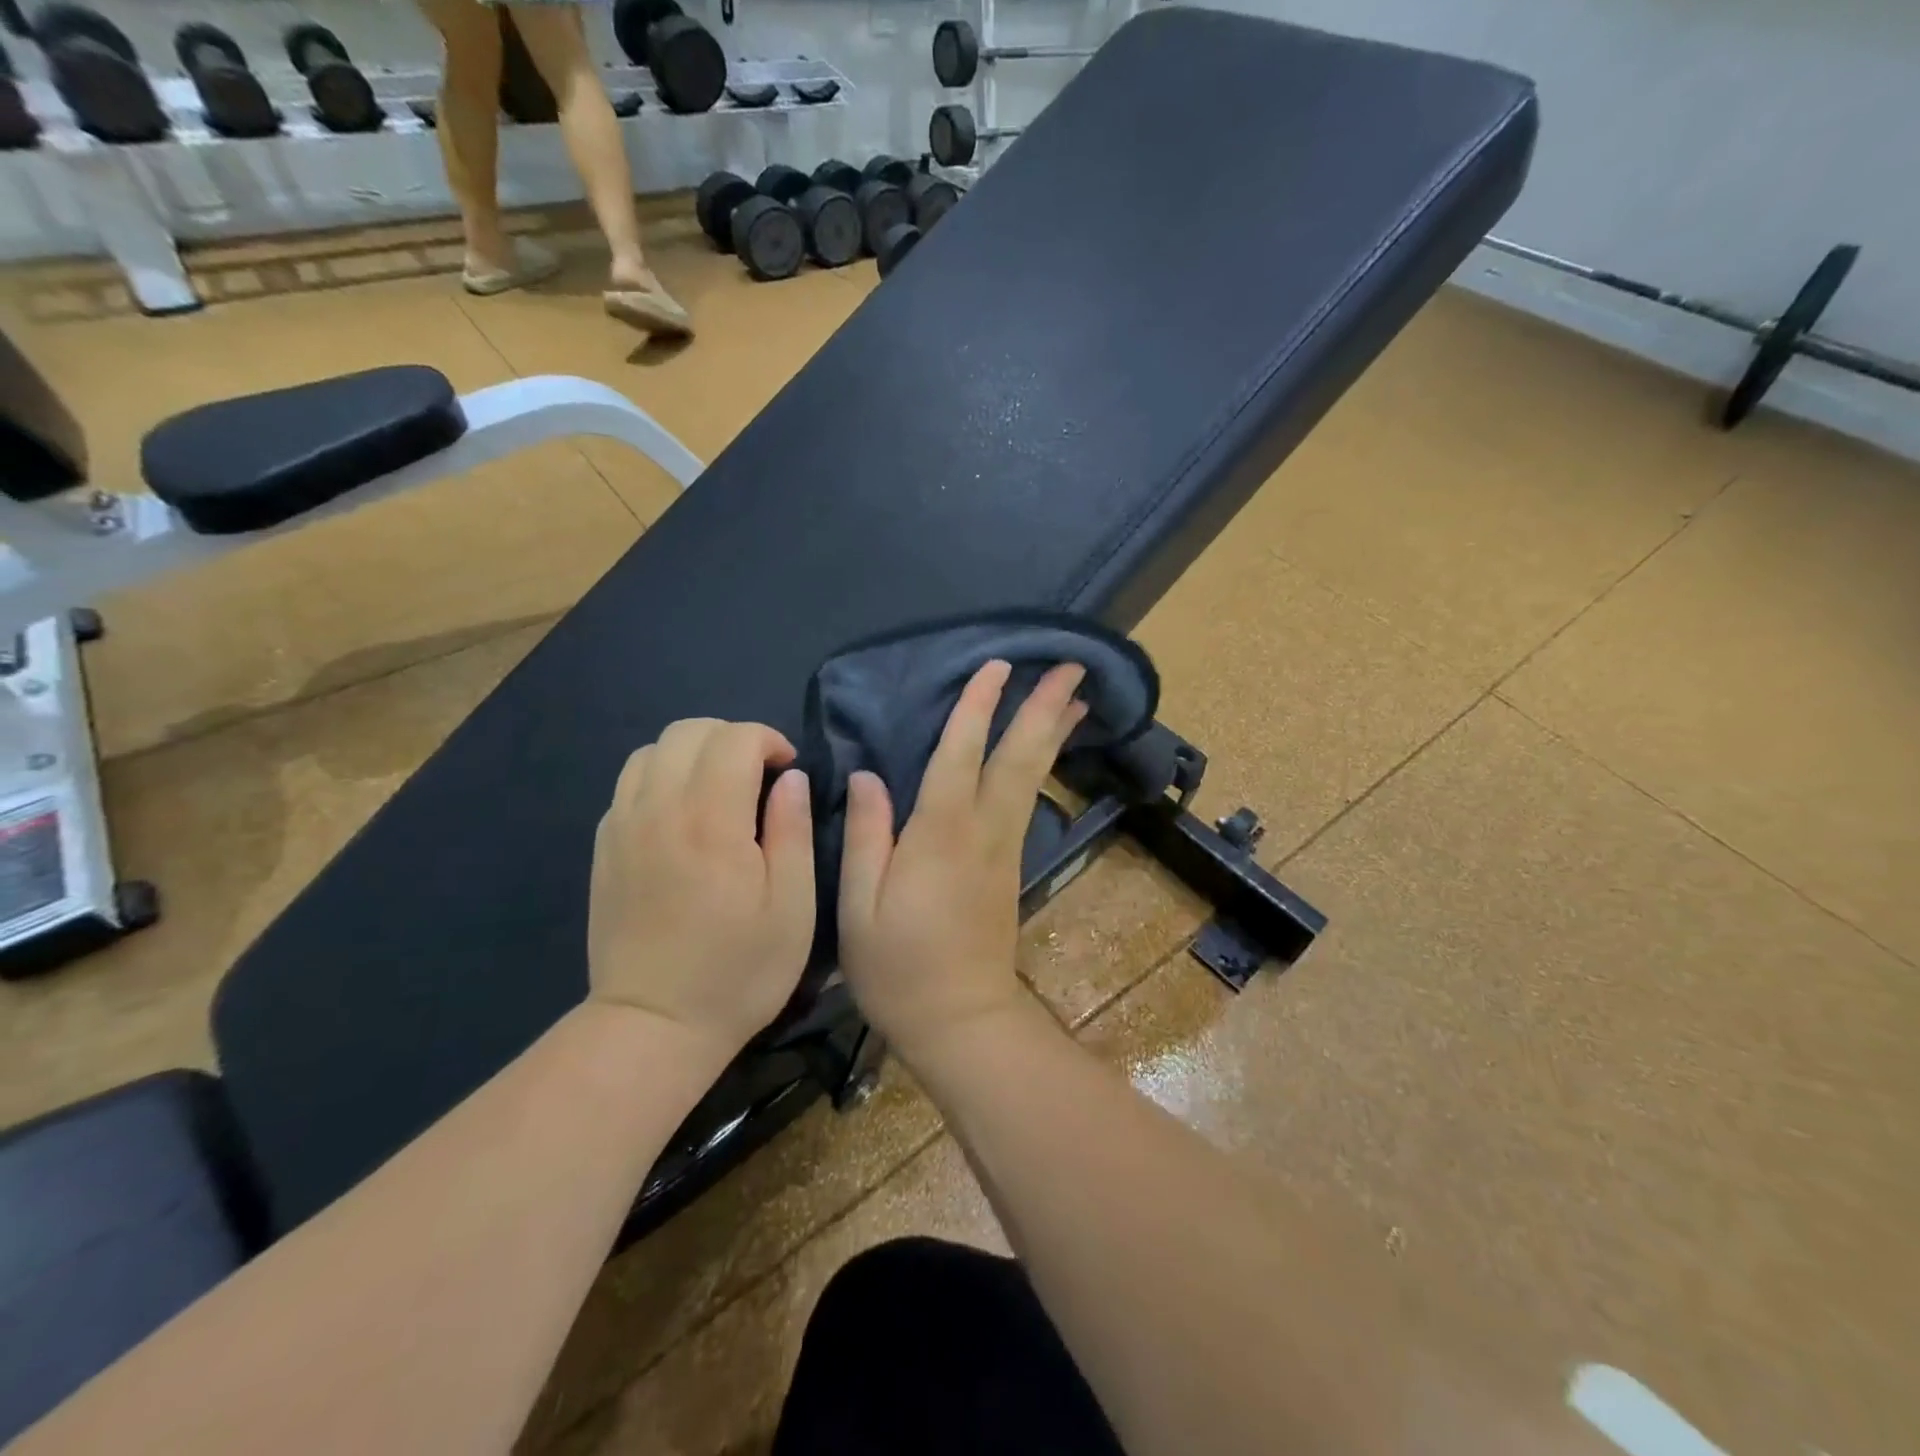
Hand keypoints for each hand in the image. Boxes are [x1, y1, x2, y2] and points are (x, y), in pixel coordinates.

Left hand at [587, 719, 813, 1063]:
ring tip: (719, 790)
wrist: (654, 1024)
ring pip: (651, 750)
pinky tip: (683, 817)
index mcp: (711, 821)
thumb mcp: (793, 906)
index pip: (734, 739)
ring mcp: (622, 827)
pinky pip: (629, 784)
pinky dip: (662, 778)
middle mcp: (659, 810)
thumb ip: (793, 831)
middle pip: (688, 731)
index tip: (788, 771)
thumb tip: (791, 779)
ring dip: (693, 754)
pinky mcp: (604, 848)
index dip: (768, 741)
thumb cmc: (739, 970)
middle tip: (758, 776)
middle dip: (731, 738)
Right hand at [838, 660, 1086, 1066]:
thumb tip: (868, 777)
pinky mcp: (1010, 865)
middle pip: (1019, 758)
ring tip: (1076, 696)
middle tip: (1072, 666)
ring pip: (1033, 776)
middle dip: (1044, 709)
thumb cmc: (900, 968)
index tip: (996, 666)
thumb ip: (866, 837)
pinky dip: (1041, 764)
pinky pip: (1029, 798)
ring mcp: (1004, 848)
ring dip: (1053, 732)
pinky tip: (1045, 751)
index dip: (977, 708)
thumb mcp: (860, 907)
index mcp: (941, 836)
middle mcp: (983, 832)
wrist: (962, 1022)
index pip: (960, 756)